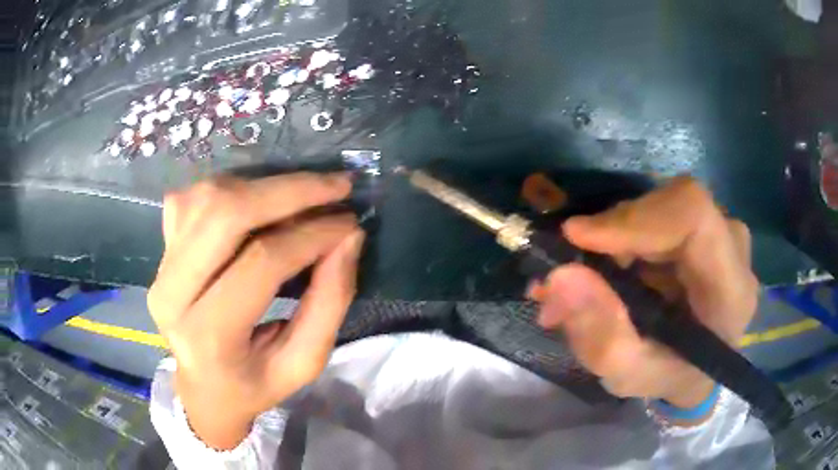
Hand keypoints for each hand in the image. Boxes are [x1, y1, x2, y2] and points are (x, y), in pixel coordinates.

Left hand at [147, 173, 363, 448]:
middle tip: (335, 186)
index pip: (262, 262)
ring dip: (262, 185)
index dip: (312, 235)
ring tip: (303, 193)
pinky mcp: (160, 248)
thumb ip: (329, 303)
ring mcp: (160, 265)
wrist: (202, 389)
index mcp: (208, 336)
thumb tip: (348, 237)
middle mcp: (172, 294)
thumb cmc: (253, 385)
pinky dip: (232, 187)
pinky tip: (259, 200)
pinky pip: (192, 198)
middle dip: (289, 190)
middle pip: (225, 214)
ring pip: (208, 197)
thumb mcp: (303, 364)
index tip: (350, 223)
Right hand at [532, 177, 757, 424]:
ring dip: (614, 238)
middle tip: (568, 271)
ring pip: (660, 206)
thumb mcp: (630, 376)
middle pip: (671, 206)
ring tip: (580, 280)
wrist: (698, 368)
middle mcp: (734, 247)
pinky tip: (605, 270)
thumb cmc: (671, 377)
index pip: (693, 215)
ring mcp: (722, 231)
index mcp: (730, 289)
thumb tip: (561, 276)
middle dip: (614, 234)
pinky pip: (659, 214)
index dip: (634, 217)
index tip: (577, 238)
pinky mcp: (705, 226)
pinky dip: (624, 237)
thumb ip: (601, 337)